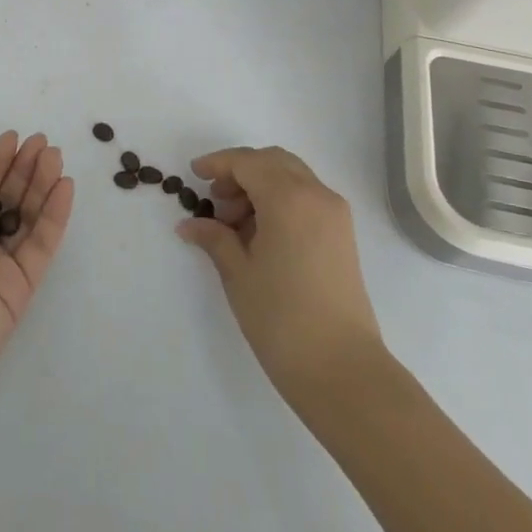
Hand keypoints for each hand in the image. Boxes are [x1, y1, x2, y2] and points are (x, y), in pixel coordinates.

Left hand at [0, 131, 74, 424]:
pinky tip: (64, 187)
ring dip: (42, 184)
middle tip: (42, 141)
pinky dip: (55, 216)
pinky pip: (41, 246)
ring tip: (55, 156)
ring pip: (26, 217)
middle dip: (23, 169)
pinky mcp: (19, 289)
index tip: (12, 138)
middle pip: (4, 199)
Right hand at [177, 146, 385, 409]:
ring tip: (235, 224)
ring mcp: (335, 214)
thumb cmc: (281, 318)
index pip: (247, 162)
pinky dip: (280, 200)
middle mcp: (316, 195)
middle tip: (216, 200)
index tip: (194, 175)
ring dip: (261, 186)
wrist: (343, 370)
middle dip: (241, 172)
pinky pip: (306, 198)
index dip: (218, 164)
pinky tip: (260, 234)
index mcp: (289, 198)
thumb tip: (189, 224)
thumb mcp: (238, 273)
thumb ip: (214, 238)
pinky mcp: (343, 235)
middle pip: (273, 161)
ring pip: (292, 177)